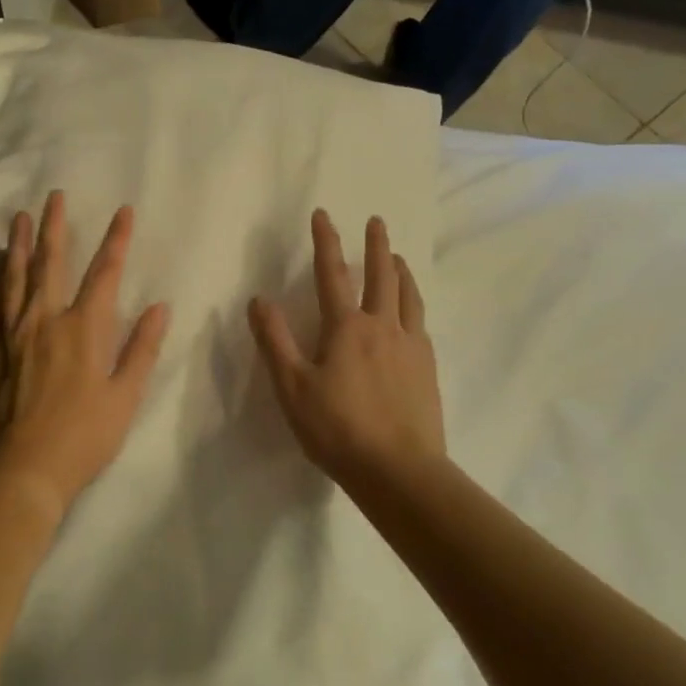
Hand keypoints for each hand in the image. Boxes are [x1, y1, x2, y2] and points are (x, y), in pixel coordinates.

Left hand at [0, 192, 169, 524]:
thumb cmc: (81, 438)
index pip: (105, 273)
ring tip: (19, 217)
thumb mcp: (124, 398)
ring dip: (18, 242)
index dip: (116, 239)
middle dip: (54, 226)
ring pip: (14, 275)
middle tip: (52, 195)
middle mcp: (45, 319)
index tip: (123, 211)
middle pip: (50, 262)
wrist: (18, 470)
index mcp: (83, 329)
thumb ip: (141, 350)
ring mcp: (11, 332)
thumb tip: (159, 308)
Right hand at [248, 210, 445, 492]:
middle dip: (376, 245)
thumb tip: (259, 299)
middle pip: (382, 276)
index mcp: (346, 328)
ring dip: (402, 270)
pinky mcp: (427, 368)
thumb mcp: (293, 387)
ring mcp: (410, 346)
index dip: (325, 242)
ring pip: (408, 296)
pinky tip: (412, 311)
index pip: (332, 274)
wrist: (399, 470)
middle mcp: (383, 327)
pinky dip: (414, 303)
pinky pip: (421, 322)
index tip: (323, 214)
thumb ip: (275, 341)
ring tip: (399, 257)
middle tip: (377, 221)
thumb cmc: (337, 429)